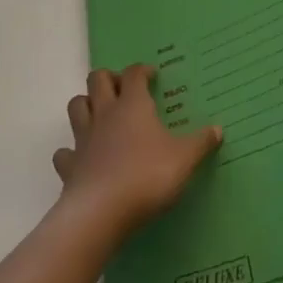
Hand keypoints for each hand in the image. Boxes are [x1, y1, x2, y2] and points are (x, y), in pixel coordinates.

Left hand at [56, 66, 222, 237]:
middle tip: (124, 89)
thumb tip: (217, 128)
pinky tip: (82, 158)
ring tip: (101, 114)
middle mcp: (105, 114)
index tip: (152, 76)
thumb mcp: (184, 159)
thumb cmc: (148, 176)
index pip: (134, 74)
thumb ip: (200, 142)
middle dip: (109, 78)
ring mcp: (83, 139)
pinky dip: (71, 151)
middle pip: (98, 80)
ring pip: (76, 106)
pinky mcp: (70, 165)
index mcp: (133, 106)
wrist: (102, 212)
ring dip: (86, 104)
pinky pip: (65, 152)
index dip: (142, 71)